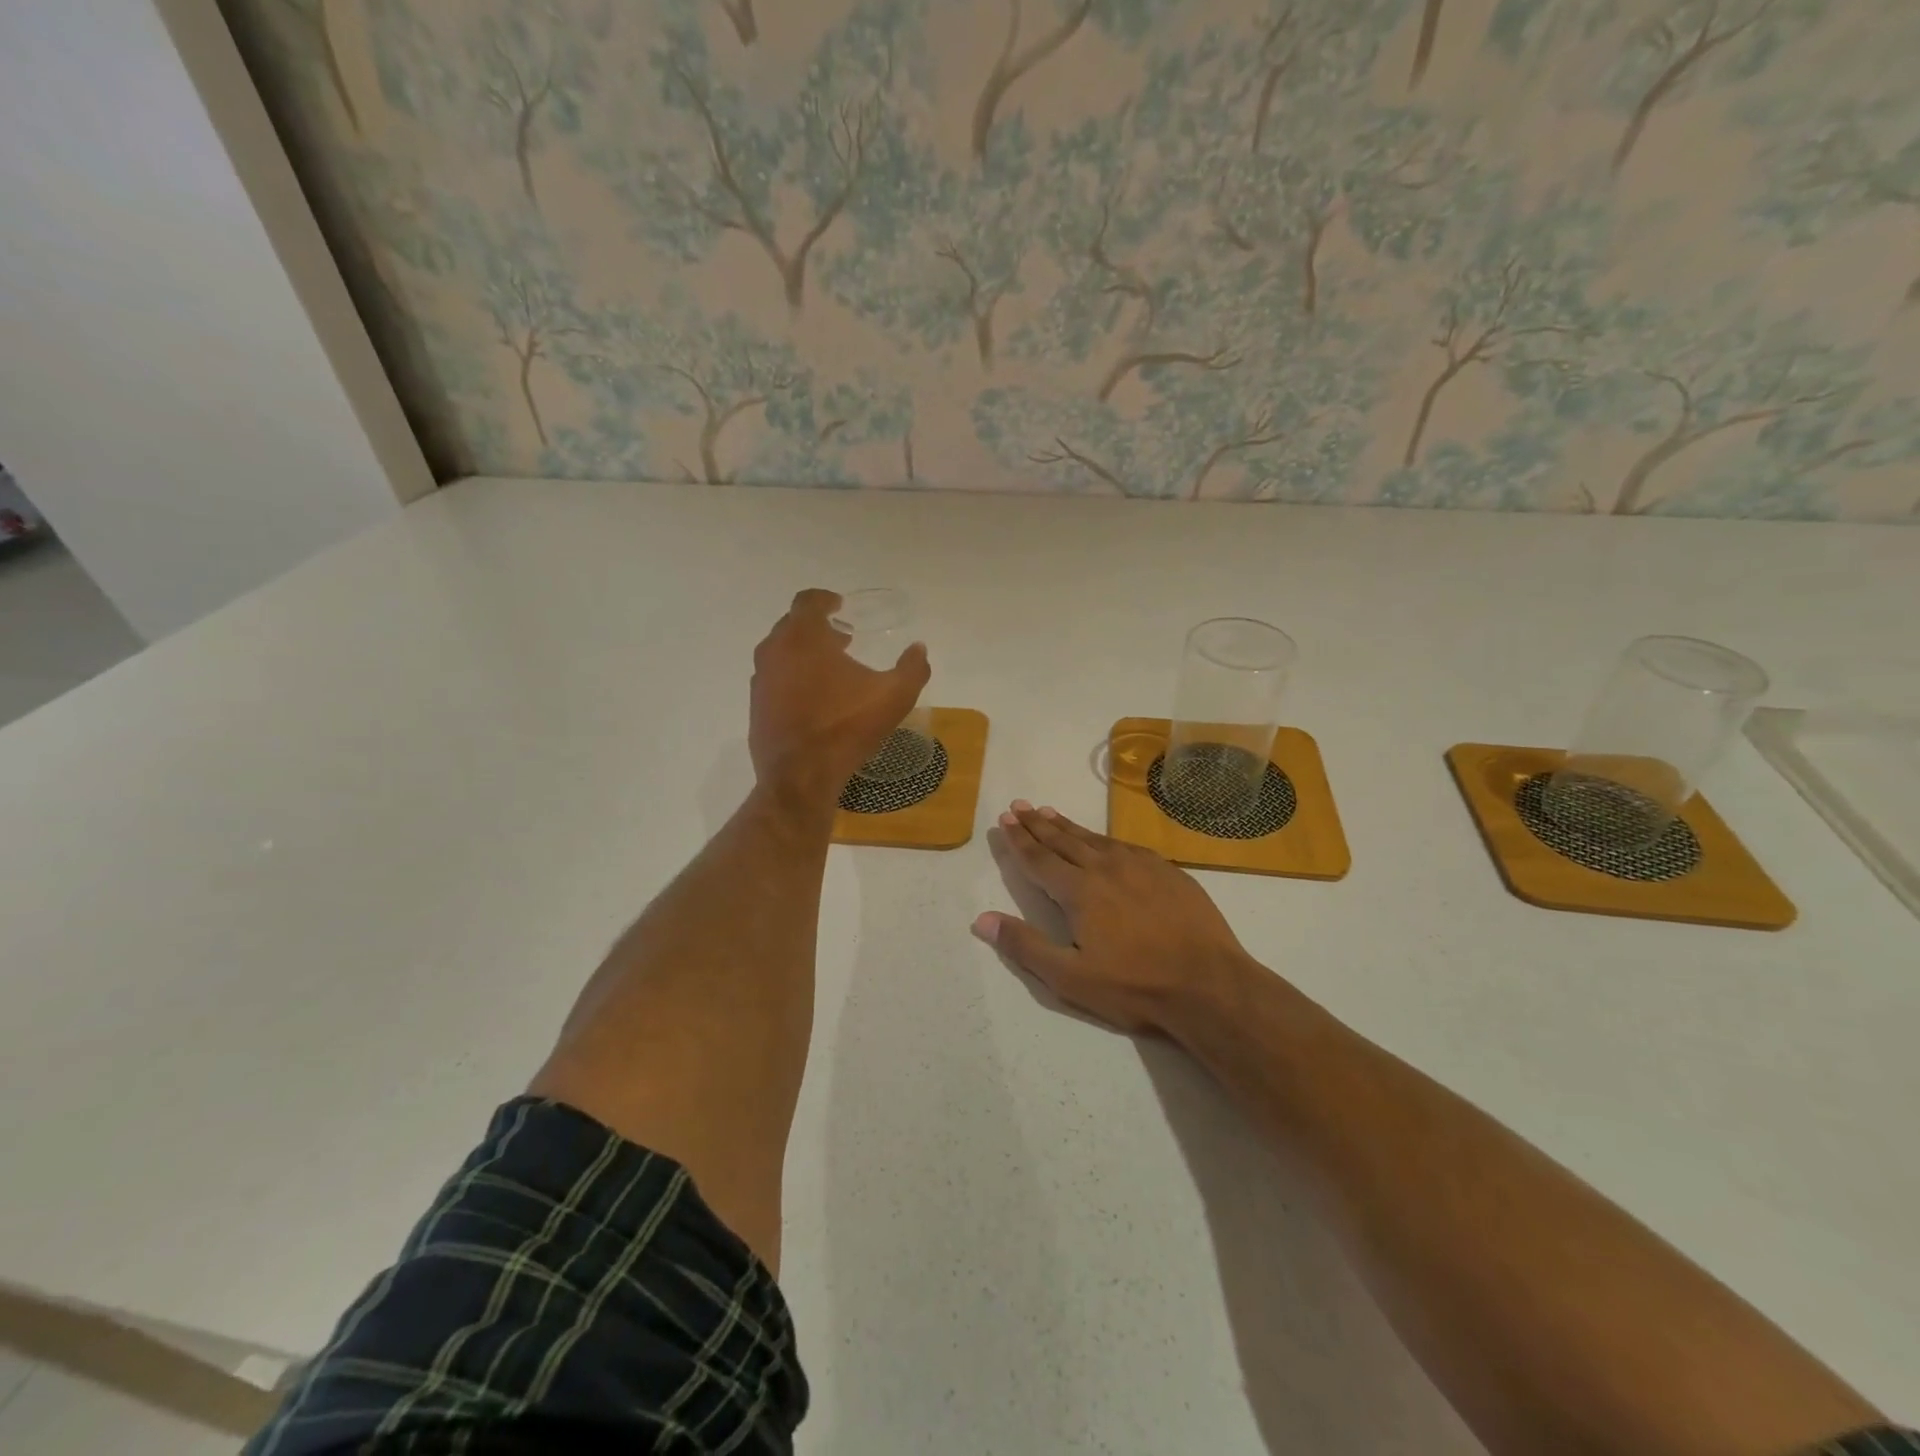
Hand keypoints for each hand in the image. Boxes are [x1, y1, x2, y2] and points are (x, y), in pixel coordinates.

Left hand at [750, 589, 930, 806]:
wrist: (800, 777)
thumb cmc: (846, 728)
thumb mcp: (894, 697)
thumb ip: (912, 668)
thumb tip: (919, 648)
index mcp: (804, 638)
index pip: (808, 601)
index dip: (825, 600)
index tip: (840, 606)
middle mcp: (775, 651)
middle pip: (792, 625)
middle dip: (817, 628)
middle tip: (842, 640)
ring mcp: (760, 680)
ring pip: (780, 652)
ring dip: (804, 653)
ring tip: (830, 670)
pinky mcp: (755, 706)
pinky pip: (774, 679)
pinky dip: (792, 678)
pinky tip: (813, 699)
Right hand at [975, 801, 1259, 1035]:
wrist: (1209, 984)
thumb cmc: (1135, 986)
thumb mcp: (1070, 978)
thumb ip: (1025, 946)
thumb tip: (982, 920)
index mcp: (1080, 891)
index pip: (1040, 858)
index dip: (1019, 840)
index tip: (1005, 820)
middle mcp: (1107, 868)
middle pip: (1064, 840)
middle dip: (1038, 824)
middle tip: (1020, 806)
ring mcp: (1141, 867)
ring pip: (1095, 839)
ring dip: (1069, 826)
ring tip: (1050, 813)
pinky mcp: (1169, 872)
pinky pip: (1127, 846)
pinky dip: (1105, 838)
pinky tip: (1104, 840)